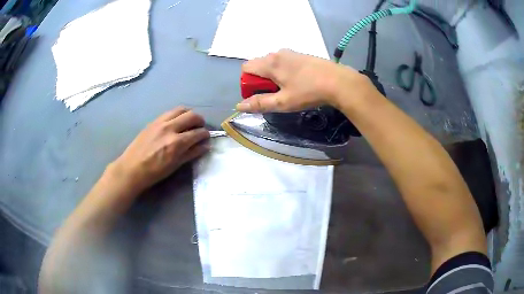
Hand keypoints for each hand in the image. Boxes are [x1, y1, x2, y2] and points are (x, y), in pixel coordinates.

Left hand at [110, 107, 209, 191]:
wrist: (132, 168)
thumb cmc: (154, 172)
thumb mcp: (175, 165)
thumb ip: (191, 153)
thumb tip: (205, 146)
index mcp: (176, 143)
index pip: (197, 133)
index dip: (205, 134)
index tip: (206, 137)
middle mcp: (170, 128)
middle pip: (191, 116)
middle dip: (200, 120)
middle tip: (200, 127)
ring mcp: (160, 122)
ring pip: (181, 109)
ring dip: (189, 114)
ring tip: (189, 122)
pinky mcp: (153, 121)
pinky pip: (169, 112)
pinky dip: (177, 114)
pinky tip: (176, 122)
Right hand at [236, 49, 367, 112]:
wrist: (339, 82)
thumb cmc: (308, 92)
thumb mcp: (283, 102)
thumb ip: (260, 103)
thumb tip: (240, 106)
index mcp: (270, 63)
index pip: (246, 68)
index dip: (247, 83)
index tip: (260, 95)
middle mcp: (277, 53)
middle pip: (259, 65)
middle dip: (260, 80)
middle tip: (275, 94)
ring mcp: (291, 53)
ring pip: (272, 63)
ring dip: (273, 76)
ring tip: (288, 89)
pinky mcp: (302, 55)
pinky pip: (285, 62)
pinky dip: (284, 72)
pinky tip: (298, 82)